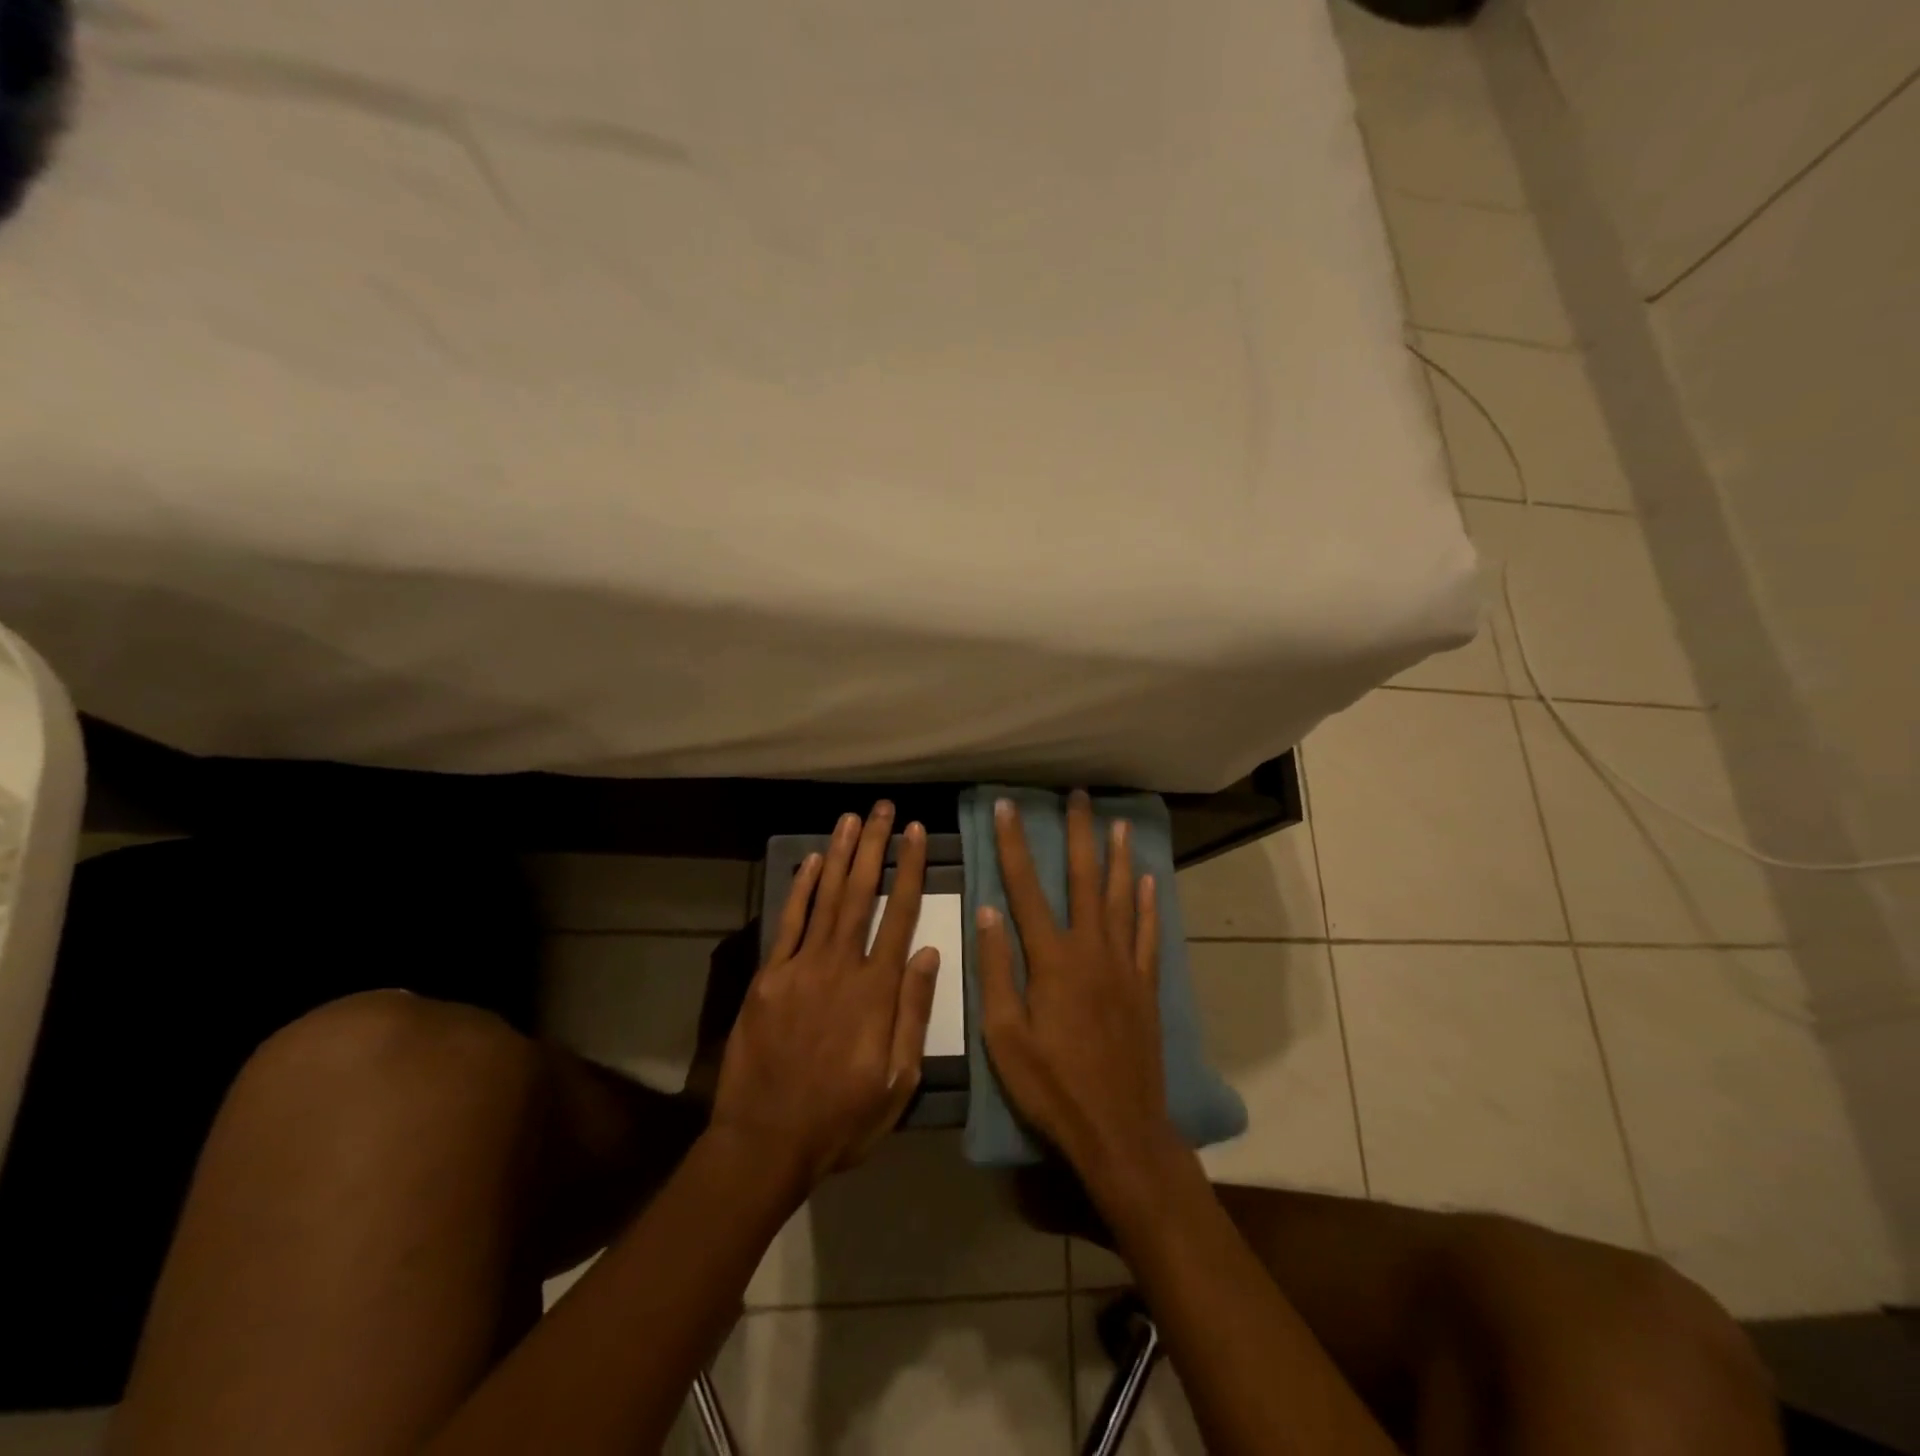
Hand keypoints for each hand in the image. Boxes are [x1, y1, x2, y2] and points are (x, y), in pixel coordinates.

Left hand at [710, 803, 940, 1192]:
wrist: (765, 1142)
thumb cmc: (842, 1118)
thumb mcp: (898, 1082)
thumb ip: (913, 1013)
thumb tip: (927, 952)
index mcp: (876, 991)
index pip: (900, 915)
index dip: (910, 870)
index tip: (916, 833)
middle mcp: (840, 966)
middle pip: (861, 894)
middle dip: (875, 846)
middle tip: (883, 809)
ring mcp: (800, 968)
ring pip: (825, 898)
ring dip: (839, 855)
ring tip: (851, 819)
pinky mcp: (768, 977)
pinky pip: (787, 923)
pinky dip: (799, 889)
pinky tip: (809, 861)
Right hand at [978, 791, 1178, 1186]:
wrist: (1120, 1129)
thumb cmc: (1052, 1087)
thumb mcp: (1004, 1036)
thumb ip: (996, 970)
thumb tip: (988, 910)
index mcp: (1052, 959)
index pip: (1026, 888)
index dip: (1013, 844)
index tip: (1007, 807)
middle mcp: (1092, 950)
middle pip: (1085, 880)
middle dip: (1079, 835)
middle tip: (1079, 797)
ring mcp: (1125, 966)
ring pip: (1122, 898)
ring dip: (1119, 858)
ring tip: (1119, 824)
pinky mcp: (1146, 986)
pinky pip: (1149, 934)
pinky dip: (1149, 905)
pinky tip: (1150, 882)